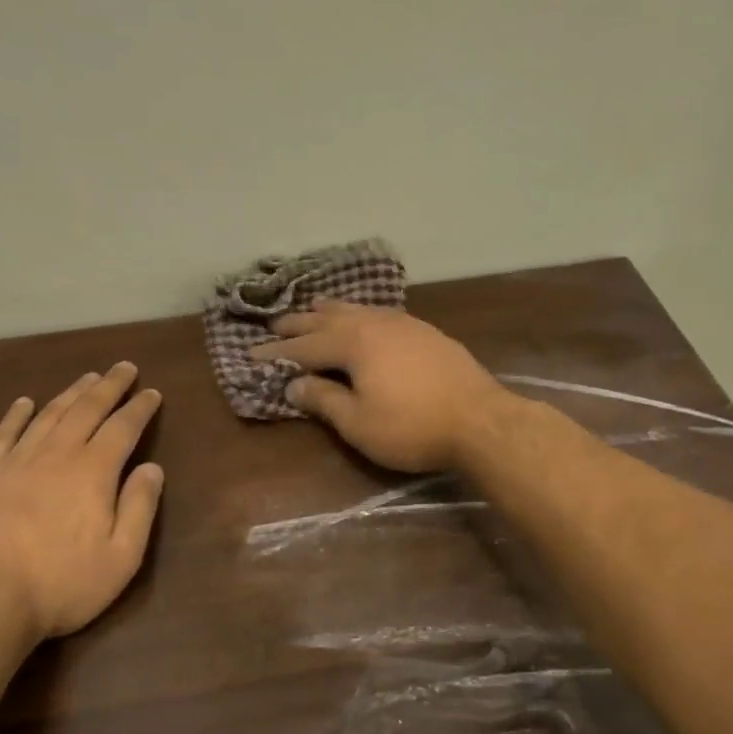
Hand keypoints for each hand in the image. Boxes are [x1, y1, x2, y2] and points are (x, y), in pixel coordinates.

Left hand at [0, 363, 164, 646]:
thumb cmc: (61, 584)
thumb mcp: (120, 557)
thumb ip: (140, 508)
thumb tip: (152, 468)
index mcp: (94, 472)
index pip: (123, 428)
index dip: (139, 408)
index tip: (152, 392)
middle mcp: (57, 454)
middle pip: (87, 409)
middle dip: (109, 386)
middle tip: (123, 367)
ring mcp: (16, 461)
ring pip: (49, 415)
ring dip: (71, 393)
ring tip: (87, 378)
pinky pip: (4, 434)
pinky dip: (16, 415)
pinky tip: (24, 402)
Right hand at [251, 301, 508, 471]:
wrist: (481, 420)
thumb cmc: (412, 426)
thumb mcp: (358, 422)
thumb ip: (323, 400)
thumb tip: (294, 385)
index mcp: (352, 343)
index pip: (304, 347)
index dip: (276, 353)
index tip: (251, 354)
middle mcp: (374, 323)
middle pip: (327, 320)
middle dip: (299, 324)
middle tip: (275, 324)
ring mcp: (403, 323)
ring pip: (357, 310)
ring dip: (330, 310)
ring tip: (313, 307)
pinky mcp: (425, 332)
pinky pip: (380, 314)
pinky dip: (360, 314)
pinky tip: (364, 318)